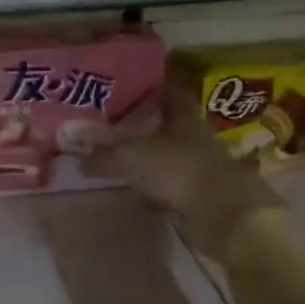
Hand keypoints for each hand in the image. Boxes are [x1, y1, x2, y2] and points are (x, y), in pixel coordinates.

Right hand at [88, 75, 283, 258]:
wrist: (223, 213)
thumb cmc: (176, 169)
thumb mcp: (130, 157)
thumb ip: (104, 156)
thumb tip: (81, 159)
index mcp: (183, 116)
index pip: (168, 93)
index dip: (149, 90)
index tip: (128, 92)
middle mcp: (197, 136)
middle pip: (171, 126)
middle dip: (147, 128)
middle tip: (118, 130)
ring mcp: (205, 166)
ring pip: (174, 157)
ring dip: (154, 160)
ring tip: (126, 163)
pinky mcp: (206, 195)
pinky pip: (177, 187)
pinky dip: (161, 190)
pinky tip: (144, 196)